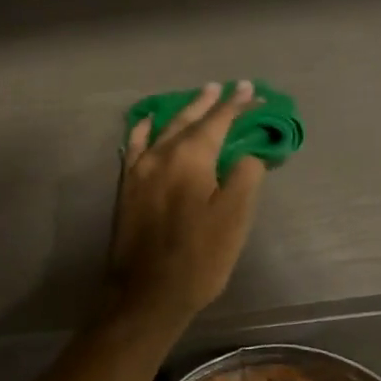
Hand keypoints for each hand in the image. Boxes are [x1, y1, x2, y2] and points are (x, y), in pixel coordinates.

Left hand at [109, 80, 265, 320]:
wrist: (146, 293)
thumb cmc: (198, 258)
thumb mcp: (235, 218)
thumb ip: (244, 176)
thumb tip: (244, 155)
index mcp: (189, 157)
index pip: (218, 121)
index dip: (237, 106)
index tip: (252, 91)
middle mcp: (161, 154)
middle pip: (190, 119)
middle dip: (212, 102)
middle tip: (229, 87)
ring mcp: (139, 169)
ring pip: (164, 128)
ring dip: (184, 111)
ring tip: (200, 96)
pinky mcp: (127, 186)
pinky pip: (135, 145)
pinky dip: (144, 129)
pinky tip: (148, 122)